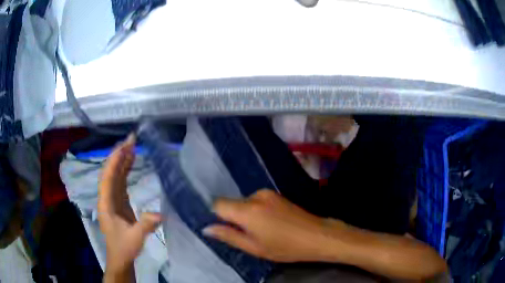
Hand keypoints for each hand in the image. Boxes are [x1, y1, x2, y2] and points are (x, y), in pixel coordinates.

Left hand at [98, 134, 161, 275]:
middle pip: (110, 172)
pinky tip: (131, 162)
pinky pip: (120, 181)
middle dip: (119, 155)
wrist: (120, 258)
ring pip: (115, 175)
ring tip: (132, 145)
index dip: (115, 160)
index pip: (108, 177)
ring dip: (122, 160)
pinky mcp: (119, 202)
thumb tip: (160, 213)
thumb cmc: (124, 248)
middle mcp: (107, 197)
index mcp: (106, 203)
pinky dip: (125, 170)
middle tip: (131, 139)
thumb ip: (145, 225)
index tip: (125, 145)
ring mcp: (112, 199)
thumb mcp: (135, 238)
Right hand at [203, 189, 335, 261]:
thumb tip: (206, 228)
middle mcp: (255, 196)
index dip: (217, 216)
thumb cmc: (285, 247)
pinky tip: (271, 224)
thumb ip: (228, 236)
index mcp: (247, 210)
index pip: (218, 204)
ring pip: (244, 203)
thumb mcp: (254, 247)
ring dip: (246, 215)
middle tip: (248, 236)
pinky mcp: (276, 194)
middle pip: (232, 203)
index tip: (224, 229)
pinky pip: (256, 201)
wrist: (317, 235)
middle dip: (234, 218)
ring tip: (262, 231)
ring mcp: (267, 193)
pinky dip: (257, 212)